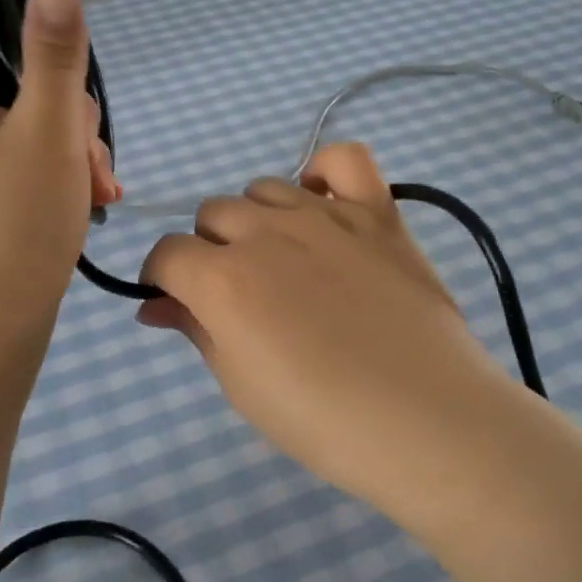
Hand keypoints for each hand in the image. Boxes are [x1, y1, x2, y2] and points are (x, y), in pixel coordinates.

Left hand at [0, 0, 119, 339]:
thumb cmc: (15, 224)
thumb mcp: (48, 131)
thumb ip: (54, 55)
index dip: (15, 32)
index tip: (62, 67)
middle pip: (3, 79)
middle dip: (63, 110)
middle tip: (89, 153)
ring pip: (17, 126)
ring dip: (66, 146)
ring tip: (97, 189)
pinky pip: (12, 163)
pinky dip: (50, 173)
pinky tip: (87, 200)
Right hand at [138, 143, 517, 509]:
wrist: (427, 422)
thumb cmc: (323, 421)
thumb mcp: (241, 385)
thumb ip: (194, 330)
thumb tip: (154, 304)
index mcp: (223, 279)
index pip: (167, 253)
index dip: (163, 278)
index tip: (177, 302)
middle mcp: (266, 232)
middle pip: (212, 215)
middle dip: (210, 251)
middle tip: (238, 295)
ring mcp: (326, 215)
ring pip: (264, 188)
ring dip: (257, 219)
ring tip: (282, 261)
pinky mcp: (378, 213)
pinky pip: (345, 159)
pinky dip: (324, 172)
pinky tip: (323, 205)